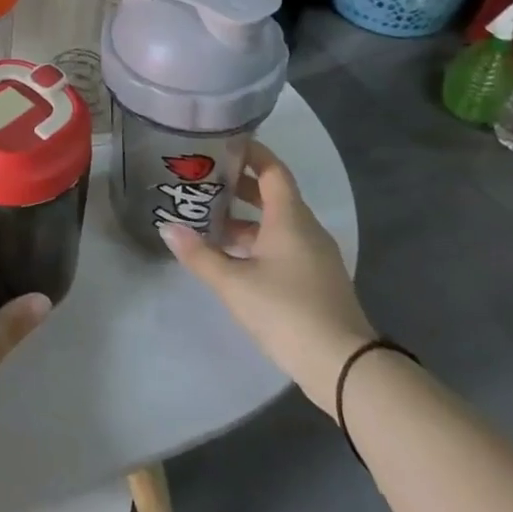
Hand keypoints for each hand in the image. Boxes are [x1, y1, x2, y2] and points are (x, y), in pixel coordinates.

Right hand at [161, 142, 375, 414]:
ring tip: (209, 220)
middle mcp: (306, 229)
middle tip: (203, 181)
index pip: (272, 170)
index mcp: (290, 218)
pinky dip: (258, 242)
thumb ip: (199, 255)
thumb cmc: (287, 311)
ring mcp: (315, 255)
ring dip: (246, 219)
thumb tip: (167, 227)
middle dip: (239, 187)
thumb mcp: (234, 283)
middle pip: (273, 195)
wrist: (344, 366)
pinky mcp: (317, 279)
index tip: (221, 145)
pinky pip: (284, 246)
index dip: (250, 153)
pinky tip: (233, 257)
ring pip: (277, 224)